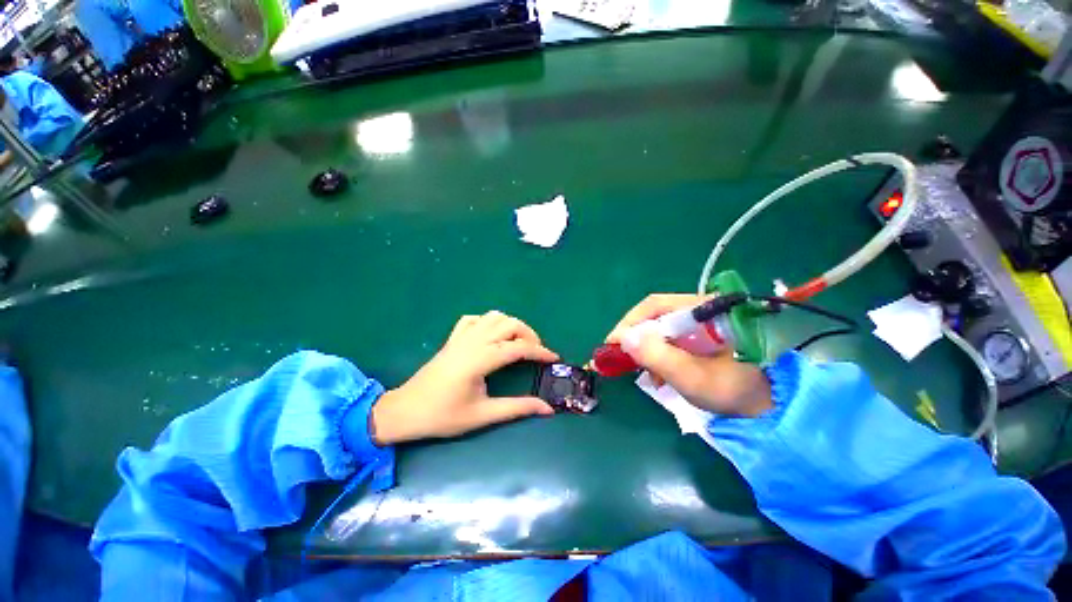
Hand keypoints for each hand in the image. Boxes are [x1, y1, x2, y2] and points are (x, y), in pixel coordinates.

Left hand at [371, 311, 558, 444]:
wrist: (405, 411)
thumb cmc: (443, 415)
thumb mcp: (482, 415)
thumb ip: (517, 408)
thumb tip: (547, 409)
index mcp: (480, 359)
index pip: (518, 348)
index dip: (540, 352)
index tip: (554, 358)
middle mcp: (472, 341)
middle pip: (509, 324)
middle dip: (529, 334)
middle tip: (537, 352)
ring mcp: (461, 337)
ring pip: (494, 317)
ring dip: (511, 325)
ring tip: (520, 342)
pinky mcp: (453, 338)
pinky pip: (474, 319)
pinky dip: (489, 322)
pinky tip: (492, 335)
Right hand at [607, 294, 772, 416]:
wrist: (766, 407)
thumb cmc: (734, 391)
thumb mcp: (692, 377)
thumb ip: (658, 356)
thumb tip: (623, 337)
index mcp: (706, 309)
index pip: (656, 305)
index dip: (630, 322)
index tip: (612, 343)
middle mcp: (701, 308)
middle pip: (655, 315)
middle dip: (636, 338)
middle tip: (621, 358)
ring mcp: (699, 321)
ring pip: (659, 328)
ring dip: (646, 349)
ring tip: (644, 373)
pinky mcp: (698, 335)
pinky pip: (668, 338)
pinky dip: (657, 355)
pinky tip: (658, 374)